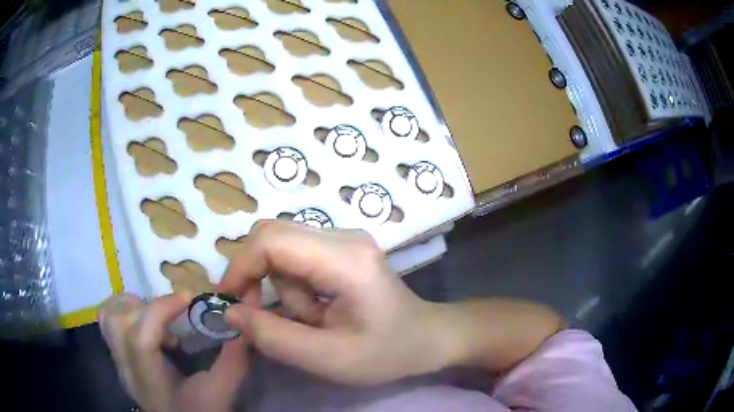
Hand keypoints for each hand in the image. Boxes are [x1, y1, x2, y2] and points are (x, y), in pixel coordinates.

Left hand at [99, 293, 247, 411]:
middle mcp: (127, 367)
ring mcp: (119, 362)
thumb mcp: (220, 393)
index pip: (140, 338)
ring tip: (156, 316)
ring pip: (109, 317)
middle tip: (172, 314)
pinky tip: (145, 323)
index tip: (189, 298)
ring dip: (132, 306)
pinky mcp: (119, 358)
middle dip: (146, 306)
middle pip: (118, 321)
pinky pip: (108, 323)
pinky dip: (124, 312)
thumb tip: (244, 328)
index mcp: (150, 379)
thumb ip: (233, 362)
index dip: (161, 309)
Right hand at [220, 220, 452, 385]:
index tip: (230, 301)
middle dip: (255, 275)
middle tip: (261, 314)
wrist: (426, 337)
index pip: (272, 240)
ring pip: (282, 248)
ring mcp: (344, 238)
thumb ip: (274, 337)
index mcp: (346, 260)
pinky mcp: (341, 247)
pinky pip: (296, 255)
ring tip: (312, 319)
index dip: (240, 266)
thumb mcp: (328, 358)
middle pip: (272, 234)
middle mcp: (344, 236)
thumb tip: (230, 312)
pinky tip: (319, 307)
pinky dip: (293, 284)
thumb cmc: (386, 353)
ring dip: (281, 287)